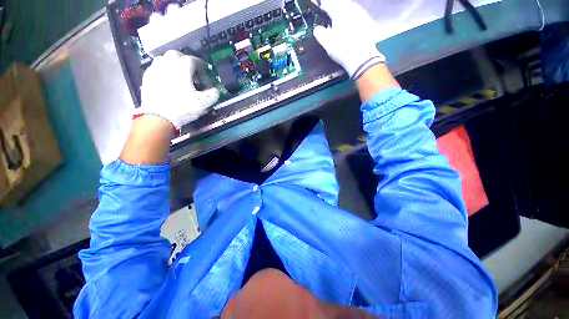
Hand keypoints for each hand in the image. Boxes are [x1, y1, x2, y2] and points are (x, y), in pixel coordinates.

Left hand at [137, 50, 219, 129]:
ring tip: (178, 73)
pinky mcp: (147, 78)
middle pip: (176, 54)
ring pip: (164, 59)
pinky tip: (167, 79)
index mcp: (182, 68)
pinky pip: (156, 68)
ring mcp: (155, 70)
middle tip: (191, 70)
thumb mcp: (203, 103)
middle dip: (185, 60)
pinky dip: (163, 70)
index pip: (192, 60)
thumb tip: (215, 90)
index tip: (204, 70)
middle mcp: (167, 64)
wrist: (159, 117)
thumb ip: (213, 94)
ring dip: (172, 63)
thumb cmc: (183, 108)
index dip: (200, 64)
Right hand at [313, 0, 385, 78]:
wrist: (362, 57)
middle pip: (341, 4)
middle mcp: (351, 9)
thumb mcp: (326, 42)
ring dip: (344, 12)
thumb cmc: (342, 48)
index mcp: (339, 12)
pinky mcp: (368, 22)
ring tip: (340, 19)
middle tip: (330, 13)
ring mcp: (361, 14)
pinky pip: (358, 15)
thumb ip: (319, 33)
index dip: (323, 8)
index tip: (320, 11)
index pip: (328, 5)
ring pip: (350, 8)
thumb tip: (317, 29)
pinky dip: (352, 18)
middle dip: (335, 8)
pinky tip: (351, 25)